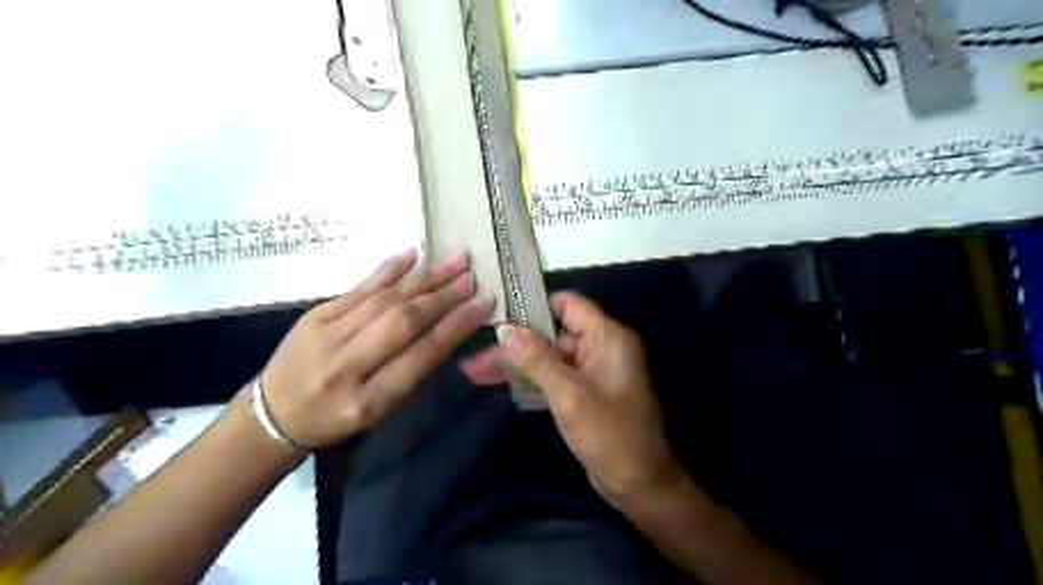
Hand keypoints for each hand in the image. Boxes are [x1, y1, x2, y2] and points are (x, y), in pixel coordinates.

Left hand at [259, 248, 491, 448]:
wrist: (275, 413)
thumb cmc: (338, 418)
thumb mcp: (381, 410)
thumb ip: (414, 370)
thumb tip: (449, 328)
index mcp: (369, 400)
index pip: (422, 355)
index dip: (456, 327)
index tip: (483, 304)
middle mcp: (347, 366)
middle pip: (403, 322)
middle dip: (442, 298)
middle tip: (471, 279)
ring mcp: (326, 336)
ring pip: (384, 300)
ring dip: (424, 278)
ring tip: (455, 262)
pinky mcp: (314, 315)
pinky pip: (358, 288)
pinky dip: (388, 270)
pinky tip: (411, 255)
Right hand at [462, 293, 685, 506]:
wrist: (640, 485)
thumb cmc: (610, 435)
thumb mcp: (570, 395)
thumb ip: (537, 359)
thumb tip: (505, 330)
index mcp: (608, 337)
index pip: (568, 304)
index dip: (534, 306)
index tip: (499, 314)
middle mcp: (602, 347)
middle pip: (553, 333)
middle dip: (515, 344)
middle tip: (476, 356)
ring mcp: (594, 370)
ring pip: (550, 356)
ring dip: (518, 363)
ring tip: (476, 371)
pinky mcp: (587, 391)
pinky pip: (556, 375)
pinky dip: (531, 378)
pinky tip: (500, 383)